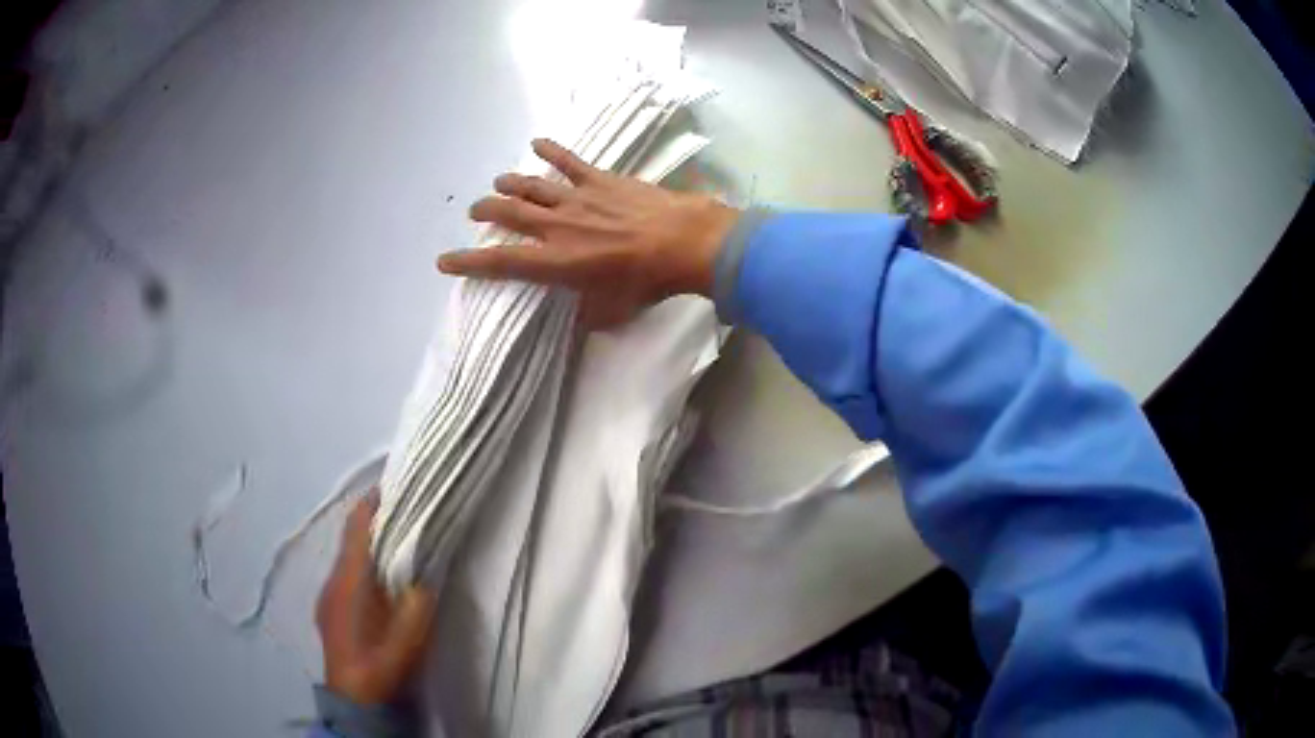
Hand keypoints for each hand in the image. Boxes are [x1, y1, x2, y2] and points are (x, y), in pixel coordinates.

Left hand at [316, 493, 436, 705]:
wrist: (352, 699)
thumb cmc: (380, 667)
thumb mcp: (408, 640)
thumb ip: (416, 606)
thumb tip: (421, 578)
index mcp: (349, 585)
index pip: (355, 532)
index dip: (369, 506)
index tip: (387, 486)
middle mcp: (331, 583)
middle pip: (348, 542)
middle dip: (370, 524)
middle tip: (398, 516)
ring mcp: (325, 597)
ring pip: (344, 560)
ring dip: (363, 547)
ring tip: (390, 546)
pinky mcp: (326, 610)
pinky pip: (342, 576)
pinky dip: (357, 567)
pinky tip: (373, 582)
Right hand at [437, 138, 738, 328]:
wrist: (684, 243)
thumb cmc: (647, 283)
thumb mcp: (611, 312)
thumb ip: (586, 313)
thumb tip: (577, 316)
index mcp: (555, 262)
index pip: (500, 262)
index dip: (468, 262)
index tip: (444, 260)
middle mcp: (557, 226)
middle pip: (508, 213)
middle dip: (485, 211)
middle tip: (475, 211)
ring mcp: (577, 198)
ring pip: (531, 185)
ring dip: (509, 183)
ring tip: (498, 183)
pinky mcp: (599, 180)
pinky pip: (569, 161)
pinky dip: (551, 150)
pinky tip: (536, 142)